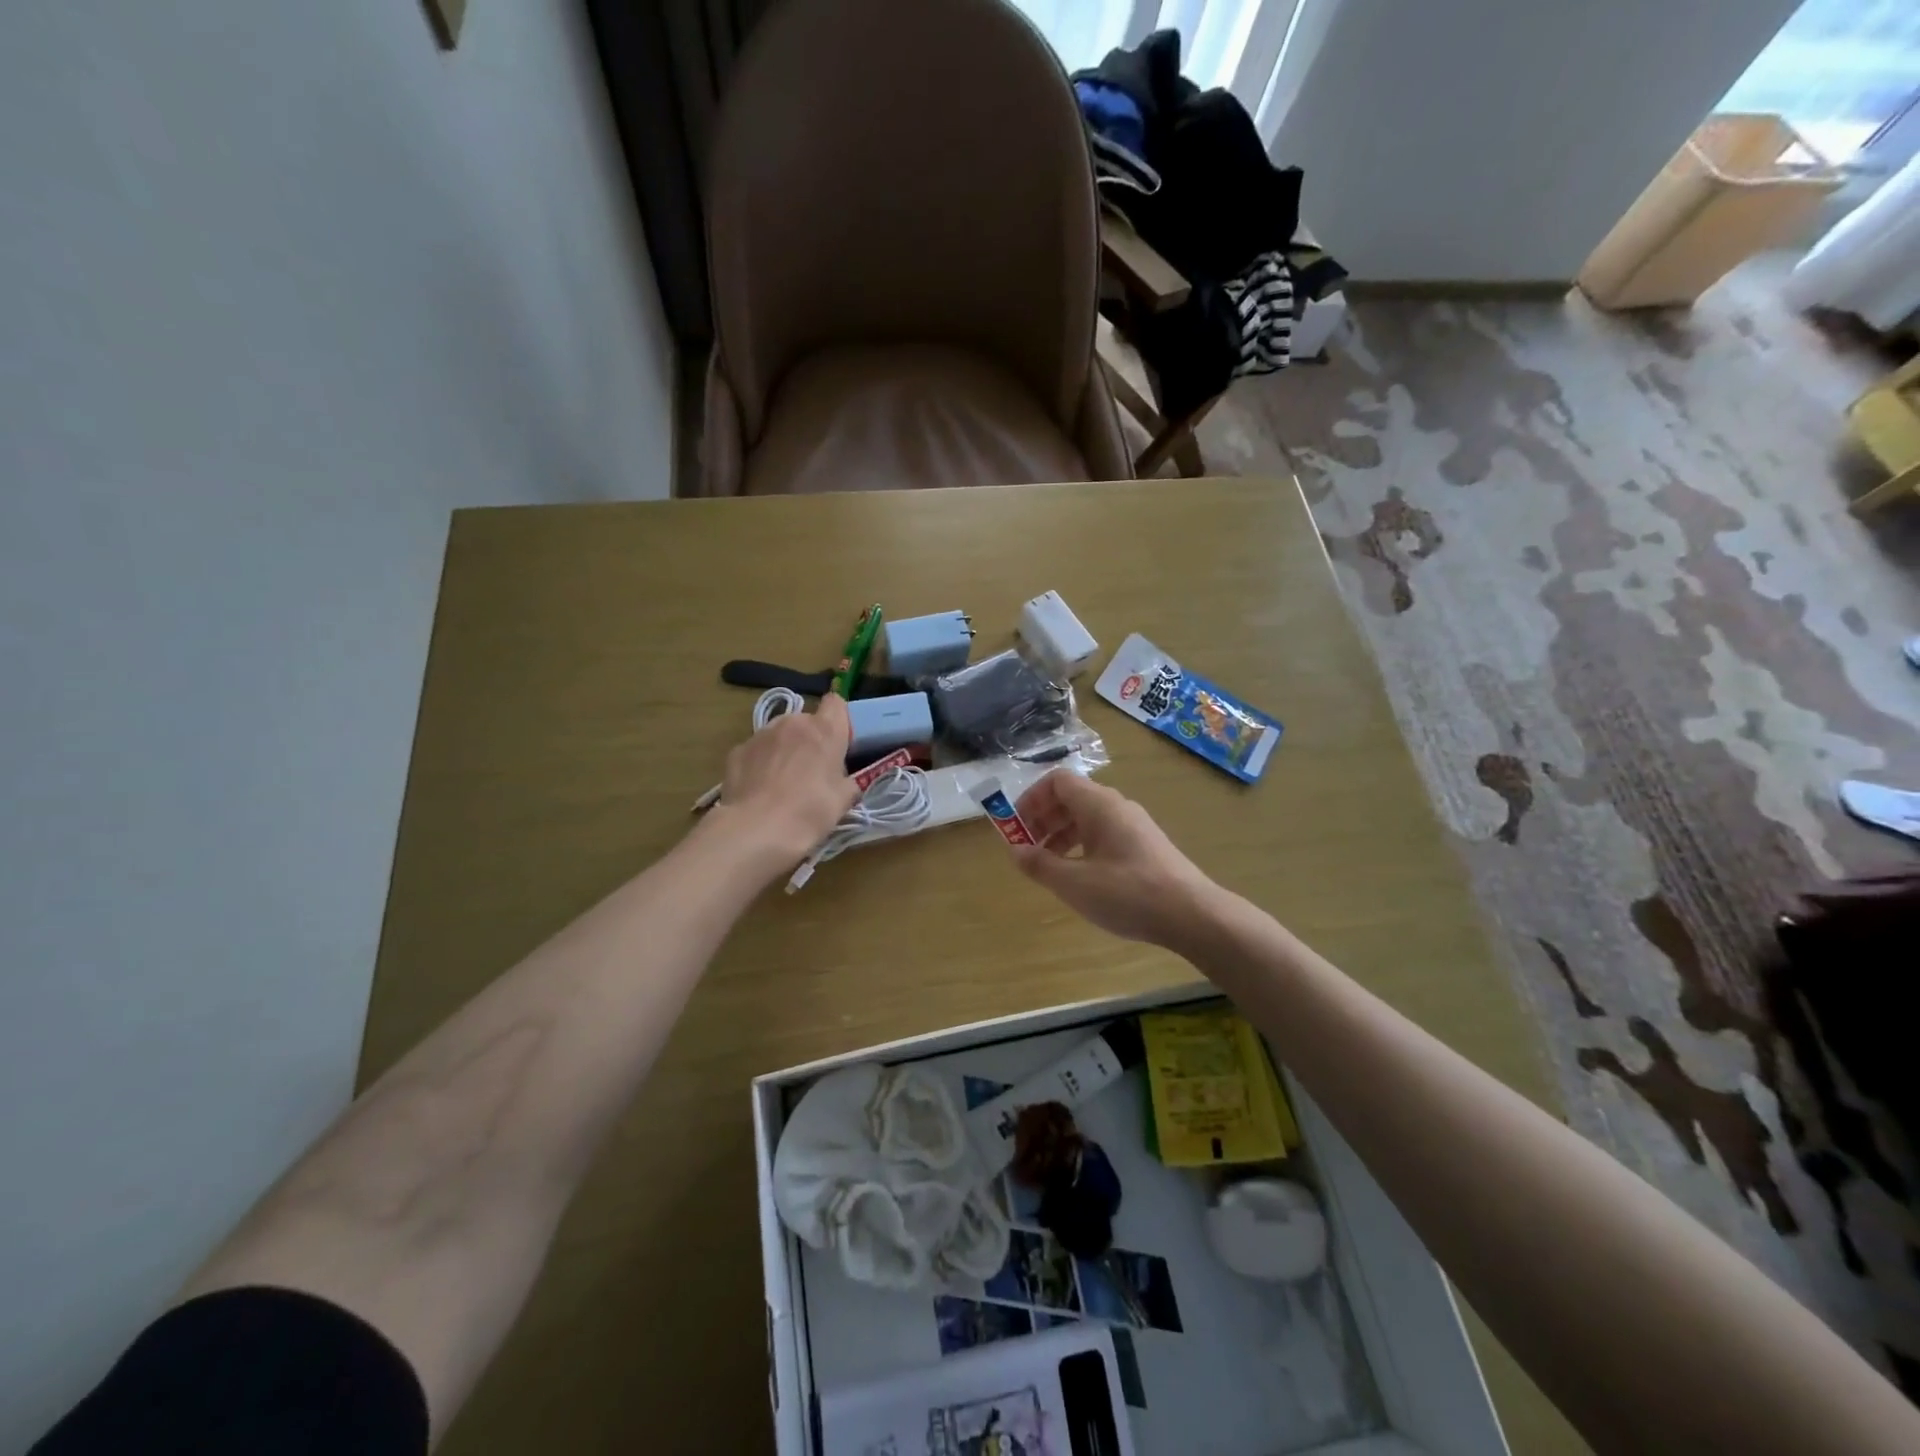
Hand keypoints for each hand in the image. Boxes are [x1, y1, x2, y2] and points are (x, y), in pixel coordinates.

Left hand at [711, 694, 858, 868]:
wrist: (756, 830)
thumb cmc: (809, 812)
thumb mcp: (844, 800)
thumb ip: (848, 781)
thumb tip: (844, 780)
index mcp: (824, 729)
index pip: (836, 703)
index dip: (838, 720)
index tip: (839, 743)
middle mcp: (792, 723)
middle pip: (806, 721)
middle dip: (809, 740)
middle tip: (811, 772)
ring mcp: (761, 734)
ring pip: (779, 735)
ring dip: (784, 750)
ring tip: (781, 783)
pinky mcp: (737, 751)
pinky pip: (756, 751)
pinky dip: (760, 764)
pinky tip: (760, 790)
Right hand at [1011, 771, 1214, 945]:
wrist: (1192, 914)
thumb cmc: (1128, 893)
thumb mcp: (1075, 883)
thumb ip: (1040, 864)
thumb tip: (1015, 850)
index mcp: (1099, 804)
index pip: (1057, 781)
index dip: (1031, 799)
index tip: (1016, 827)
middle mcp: (1116, 806)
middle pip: (1071, 798)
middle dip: (1043, 819)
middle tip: (1026, 848)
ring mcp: (1133, 825)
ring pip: (1087, 817)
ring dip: (1060, 834)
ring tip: (1048, 865)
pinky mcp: (1143, 846)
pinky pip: (1103, 833)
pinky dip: (1081, 846)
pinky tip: (1079, 875)